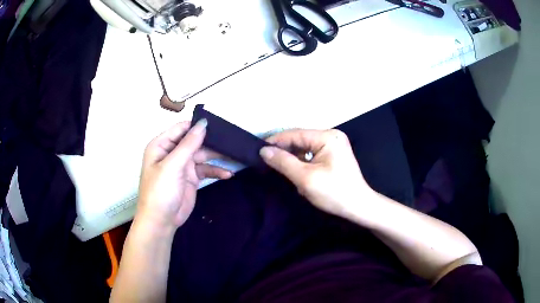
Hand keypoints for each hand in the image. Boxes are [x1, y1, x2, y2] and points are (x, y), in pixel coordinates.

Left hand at [137, 120, 232, 231]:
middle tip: (231, 140)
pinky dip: (216, 171)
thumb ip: (188, 144)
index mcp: (162, 145)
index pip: (182, 128)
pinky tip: (227, 174)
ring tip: (234, 156)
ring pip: (202, 155)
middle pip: (194, 141)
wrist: (161, 221)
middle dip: (211, 141)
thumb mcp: (172, 165)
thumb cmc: (161, 190)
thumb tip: (203, 123)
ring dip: (217, 156)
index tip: (218, 124)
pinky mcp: (191, 178)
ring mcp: (182, 166)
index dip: (198, 126)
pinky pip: (206, 170)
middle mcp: (172, 152)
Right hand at [260, 129, 374, 218]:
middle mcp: (331, 136)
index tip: (257, 149)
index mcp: (327, 137)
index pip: (295, 134)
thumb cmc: (334, 193)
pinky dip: (302, 162)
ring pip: (305, 148)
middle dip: (284, 150)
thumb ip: (283, 162)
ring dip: (292, 158)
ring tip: (277, 167)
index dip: (275, 141)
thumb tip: (263, 150)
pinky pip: (312, 154)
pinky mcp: (333, 155)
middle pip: (300, 140)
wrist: (358, 207)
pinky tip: (294, 172)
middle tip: (264, 160)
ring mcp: (334, 145)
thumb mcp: (305, 178)